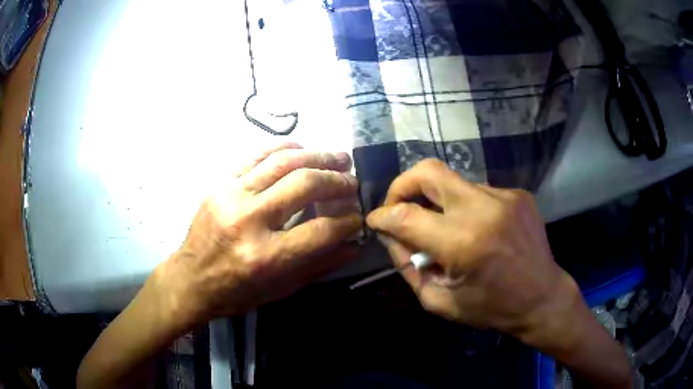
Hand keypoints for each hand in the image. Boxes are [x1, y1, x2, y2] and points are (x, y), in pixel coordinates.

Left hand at [154, 143, 361, 329]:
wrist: (190, 278)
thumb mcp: (281, 289)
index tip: (358, 216)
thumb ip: (320, 264)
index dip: (348, 220)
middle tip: (352, 181)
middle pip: (304, 185)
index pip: (321, 230)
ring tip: (338, 158)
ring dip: (318, 156)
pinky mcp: (220, 183)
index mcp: (266, 256)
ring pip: (283, 162)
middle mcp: (249, 220)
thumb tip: (353, 243)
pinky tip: (304, 150)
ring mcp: (231, 196)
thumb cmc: (236, 292)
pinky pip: (257, 155)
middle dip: (337, 181)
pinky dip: (286, 149)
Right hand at [366, 159, 581, 349]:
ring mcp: (504, 196)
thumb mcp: (440, 301)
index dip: (382, 216)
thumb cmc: (491, 308)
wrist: (543, 298)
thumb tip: (392, 235)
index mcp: (462, 243)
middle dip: (402, 185)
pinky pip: (478, 192)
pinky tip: (477, 230)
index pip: (406, 215)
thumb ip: (409, 267)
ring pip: (453, 183)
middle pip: (428, 171)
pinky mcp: (517, 194)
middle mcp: (483, 209)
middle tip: (398, 205)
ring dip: (439, 202)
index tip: (376, 222)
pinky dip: (466, 207)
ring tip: (445, 229)